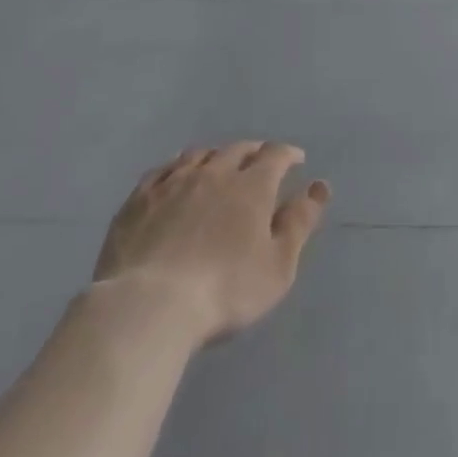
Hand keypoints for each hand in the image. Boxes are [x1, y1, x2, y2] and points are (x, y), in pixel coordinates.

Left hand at [92, 142, 329, 345]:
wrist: (150, 306)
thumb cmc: (225, 291)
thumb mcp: (278, 266)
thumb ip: (299, 223)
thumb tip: (318, 186)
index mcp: (251, 186)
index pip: (275, 155)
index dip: (288, 154)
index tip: (296, 160)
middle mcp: (214, 172)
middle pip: (237, 149)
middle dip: (254, 152)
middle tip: (260, 162)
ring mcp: (173, 182)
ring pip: (199, 154)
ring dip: (216, 156)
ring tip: (219, 166)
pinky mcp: (139, 199)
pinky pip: (162, 170)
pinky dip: (177, 167)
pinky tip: (176, 176)